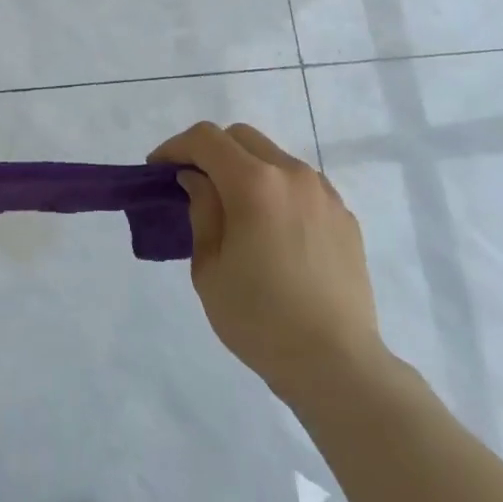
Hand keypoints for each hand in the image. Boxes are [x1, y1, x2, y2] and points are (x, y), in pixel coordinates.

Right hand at [149, 121, 386, 400]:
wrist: (336, 364)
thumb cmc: (259, 319)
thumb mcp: (209, 267)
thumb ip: (201, 211)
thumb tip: (197, 180)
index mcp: (255, 183)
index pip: (206, 139)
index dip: (175, 147)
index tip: (158, 170)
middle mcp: (292, 175)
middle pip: (242, 137)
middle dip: (210, 151)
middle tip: (191, 183)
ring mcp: (324, 194)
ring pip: (274, 157)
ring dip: (246, 168)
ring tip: (233, 208)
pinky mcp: (344, 216)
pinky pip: (301, 185)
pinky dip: (276, 190)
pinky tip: (271, 229)